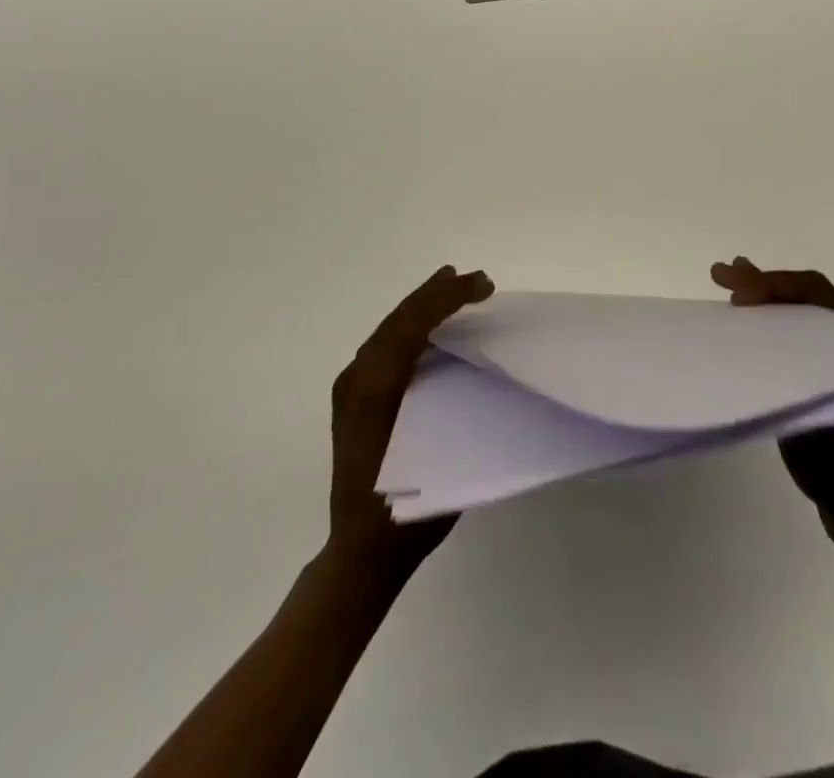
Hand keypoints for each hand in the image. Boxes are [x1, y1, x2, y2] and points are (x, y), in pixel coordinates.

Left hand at [327, 265, 492, 582]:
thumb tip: (481, 364)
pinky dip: (409, 328)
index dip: (449, 298)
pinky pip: (383, 346)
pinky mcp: (352, 398)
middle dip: (436, 293)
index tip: (483, 285)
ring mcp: (350, 387)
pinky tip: (429, 330)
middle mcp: (357, 378)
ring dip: (422, 307)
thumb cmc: (408, 510)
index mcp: (376, 387)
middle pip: (399, 319)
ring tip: (451, 289)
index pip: (414, 324)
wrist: (359, 553)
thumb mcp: (442, 453)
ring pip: (389, 329)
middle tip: (473, 279)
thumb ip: (456, 404)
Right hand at [710, 257, 833, 561]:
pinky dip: (770, 327)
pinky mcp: (829, 386)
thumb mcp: (811, 405)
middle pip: (806, 296)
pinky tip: (745, 331)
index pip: (813, 291)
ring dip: (765, 301)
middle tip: (719, 275)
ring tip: (727, 291)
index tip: (733, 288)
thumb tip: (749, 311)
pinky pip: (798, 340)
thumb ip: (783, 357)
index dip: (770, 282)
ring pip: (801, 316)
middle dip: (762, 282)